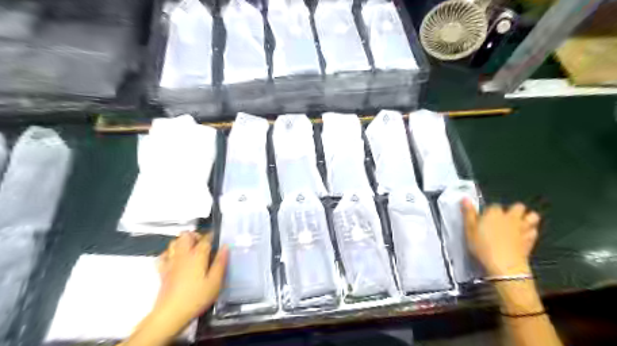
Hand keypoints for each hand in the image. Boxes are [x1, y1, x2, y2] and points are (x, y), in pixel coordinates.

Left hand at [155, 232, 227, 323]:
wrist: (170, 314)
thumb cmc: (196, 297)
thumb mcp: (215, 282)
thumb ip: (220, 262)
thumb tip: (225, 246)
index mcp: (197, 255)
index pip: (205, 238)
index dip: (212, 236)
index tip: (218, 240)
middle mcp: (183, 255)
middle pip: (186, 235)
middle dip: (195, 235)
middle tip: (204, 245)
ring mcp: (171, 262)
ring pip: (174, 242)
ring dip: (182, 242)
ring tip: (192, 250)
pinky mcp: (162, 271)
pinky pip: (163, 255)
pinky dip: (170, 253)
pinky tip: (176, 259)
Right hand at [463, 202, 540, 277]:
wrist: (504, 265)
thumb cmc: (483, 245)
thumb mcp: (469, 229)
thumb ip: (468, 213)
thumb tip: (465, 198)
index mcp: (494, 212)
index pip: (493, 205)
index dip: (489, 212)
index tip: (484, 219)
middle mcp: (510, 217)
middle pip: (518, 207)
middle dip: (514, 210)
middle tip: (505, 219)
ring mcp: (523, 228)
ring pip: (532, 216)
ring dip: (527, 218)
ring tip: (519, 224)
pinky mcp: (531, 240)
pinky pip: (534, 231)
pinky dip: (530, 232)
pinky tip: (523, 237)